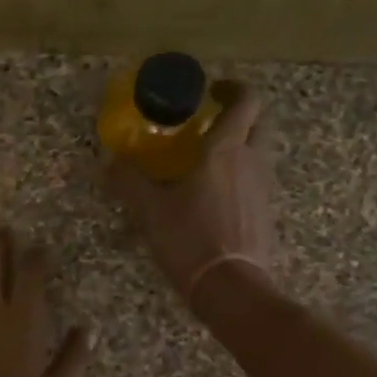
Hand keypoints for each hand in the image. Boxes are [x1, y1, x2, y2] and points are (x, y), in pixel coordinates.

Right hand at [107, 82, 277, 315]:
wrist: (231, 287)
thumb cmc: (190, 238)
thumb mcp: (150, 209)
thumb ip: (129, 181)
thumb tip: (109, 162)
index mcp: (226, 150)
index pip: (246, 101)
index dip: (233, 88)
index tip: (212, 91)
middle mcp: (252, 161)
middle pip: (260, 123)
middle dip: (240, 115)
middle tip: (210, 122)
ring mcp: (264, 188)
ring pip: (259, 153)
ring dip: (240, 146)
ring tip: (206, 161)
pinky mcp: (267, 213)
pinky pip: (256, 181)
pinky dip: (240, 176)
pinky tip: (214, 196)